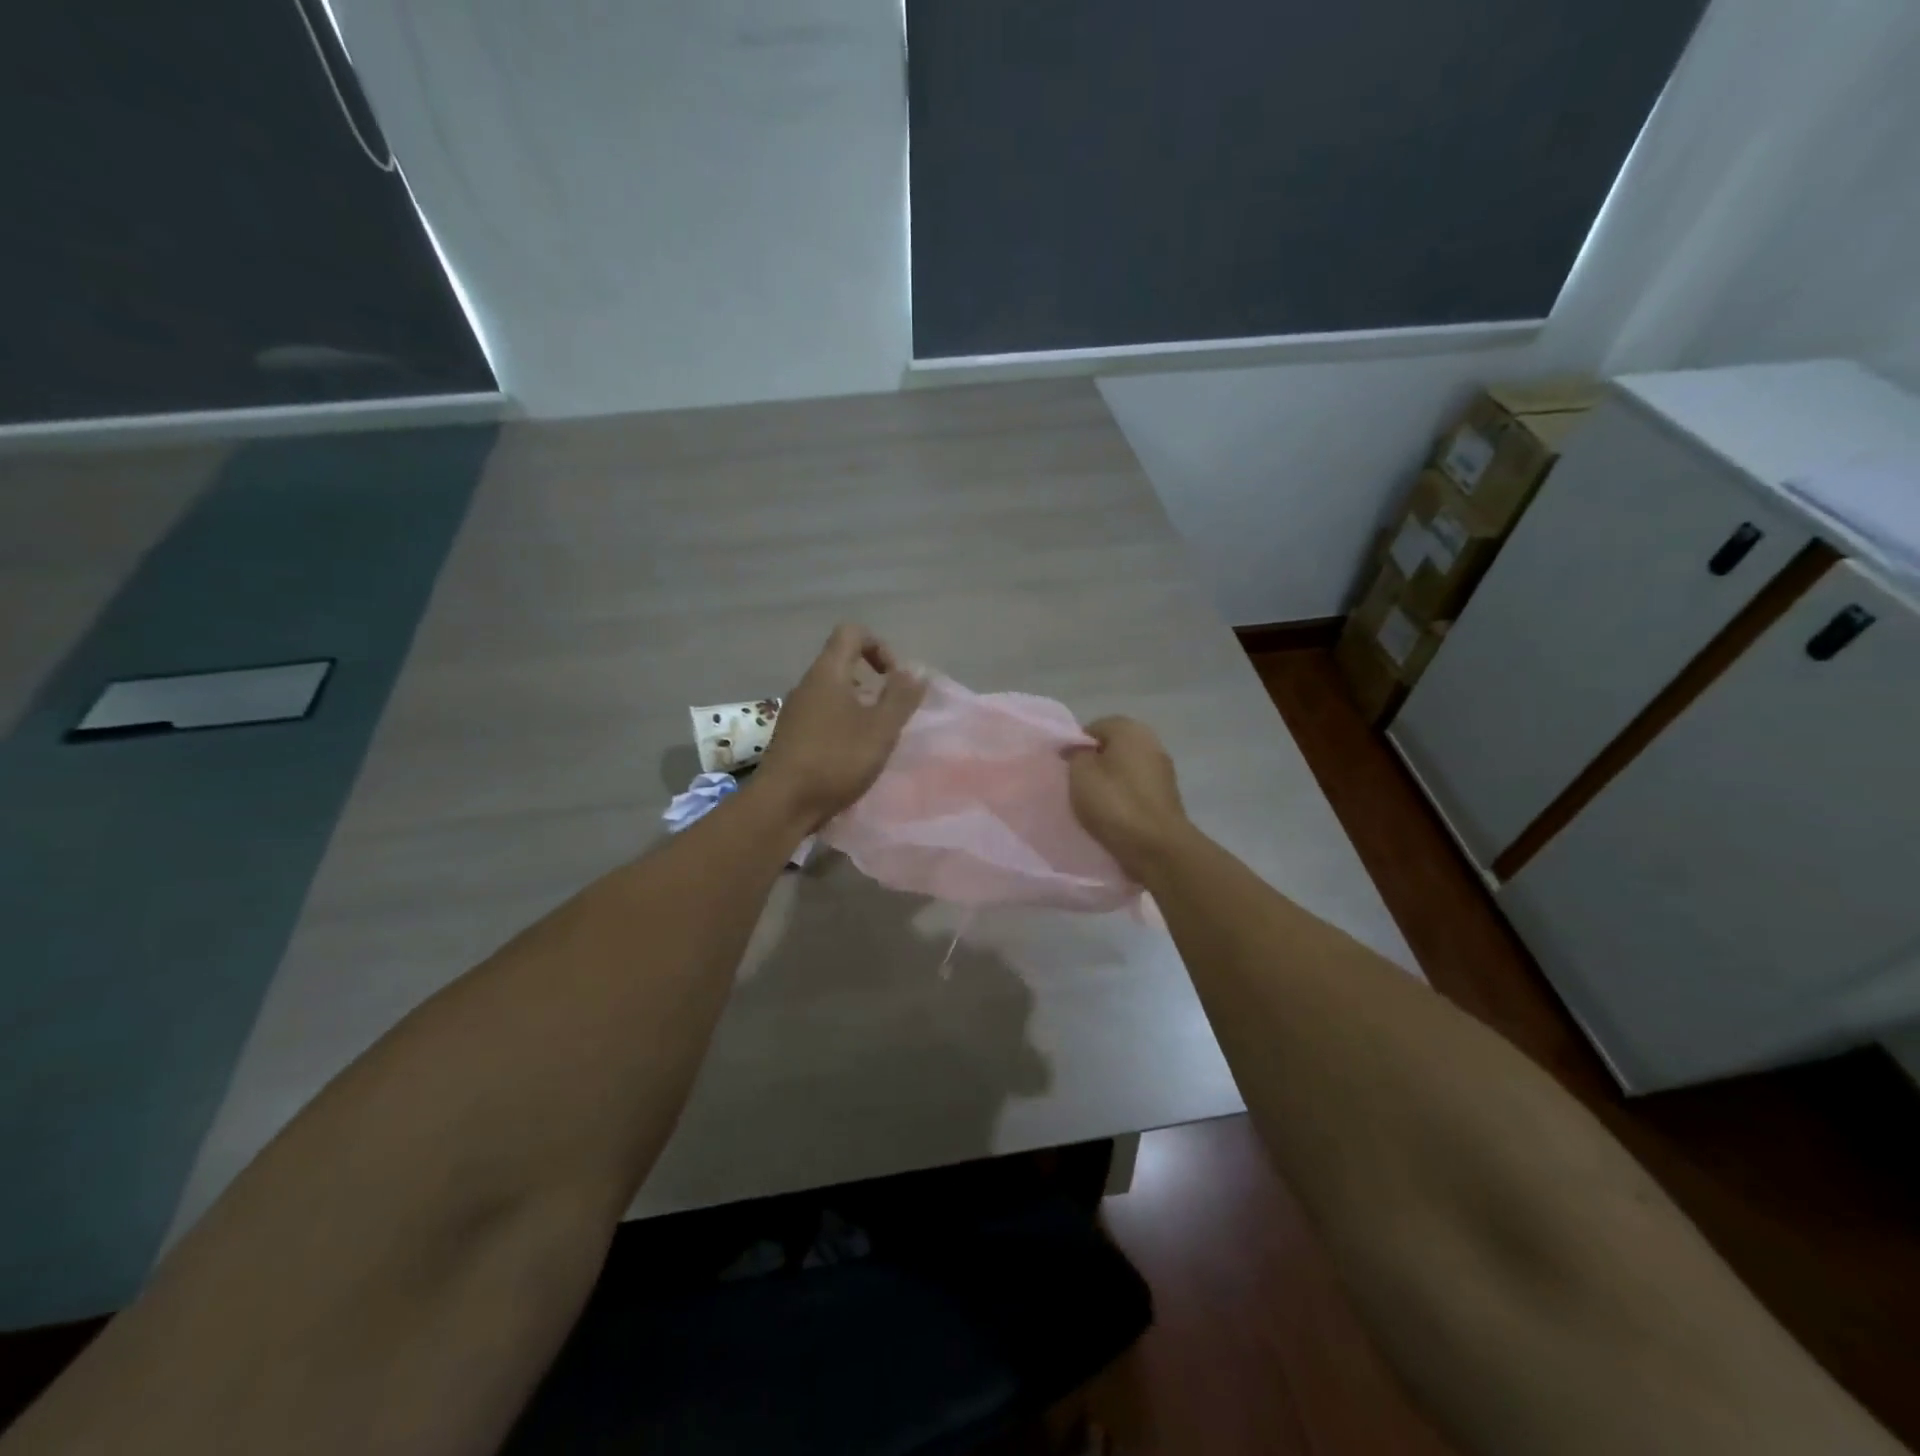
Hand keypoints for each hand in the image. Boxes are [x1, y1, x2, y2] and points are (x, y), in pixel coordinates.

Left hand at [756, 624, 925, 828]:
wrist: (783, 804)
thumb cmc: (836, 760)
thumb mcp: (880, 729)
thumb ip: (900, 697)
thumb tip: (914, 671)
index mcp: (827, 673)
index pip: (852, 632)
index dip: (879, 646)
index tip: (893, 679)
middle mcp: (807, 685)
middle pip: (842, 662)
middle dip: (872, 681)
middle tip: (890, 712)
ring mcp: (795, 711)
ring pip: (833, 692)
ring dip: (859, 706)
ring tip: (874, 737)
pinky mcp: (791, 736)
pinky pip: (822, 715)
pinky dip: (842, 724)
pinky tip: (852, 755)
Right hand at [1066, 717, 1191, 879]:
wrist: (1157, 847)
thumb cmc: (1114, 803)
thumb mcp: (1080, 773)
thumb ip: (1075, 753)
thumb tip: (1078, 749)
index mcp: (1130, 728)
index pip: (1093, 728)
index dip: (1076, 747)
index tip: (1066, 770)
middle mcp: (1151, 742)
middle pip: (1111, 749)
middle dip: (1094, 765)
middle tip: (1077, 788)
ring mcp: (1163, 770)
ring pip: (1124, 771)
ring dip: (1109, 784)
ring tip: (1093, 806)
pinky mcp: (1167, 797)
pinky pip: (1136, 791)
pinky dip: (1124, 800)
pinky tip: (1113, 817)